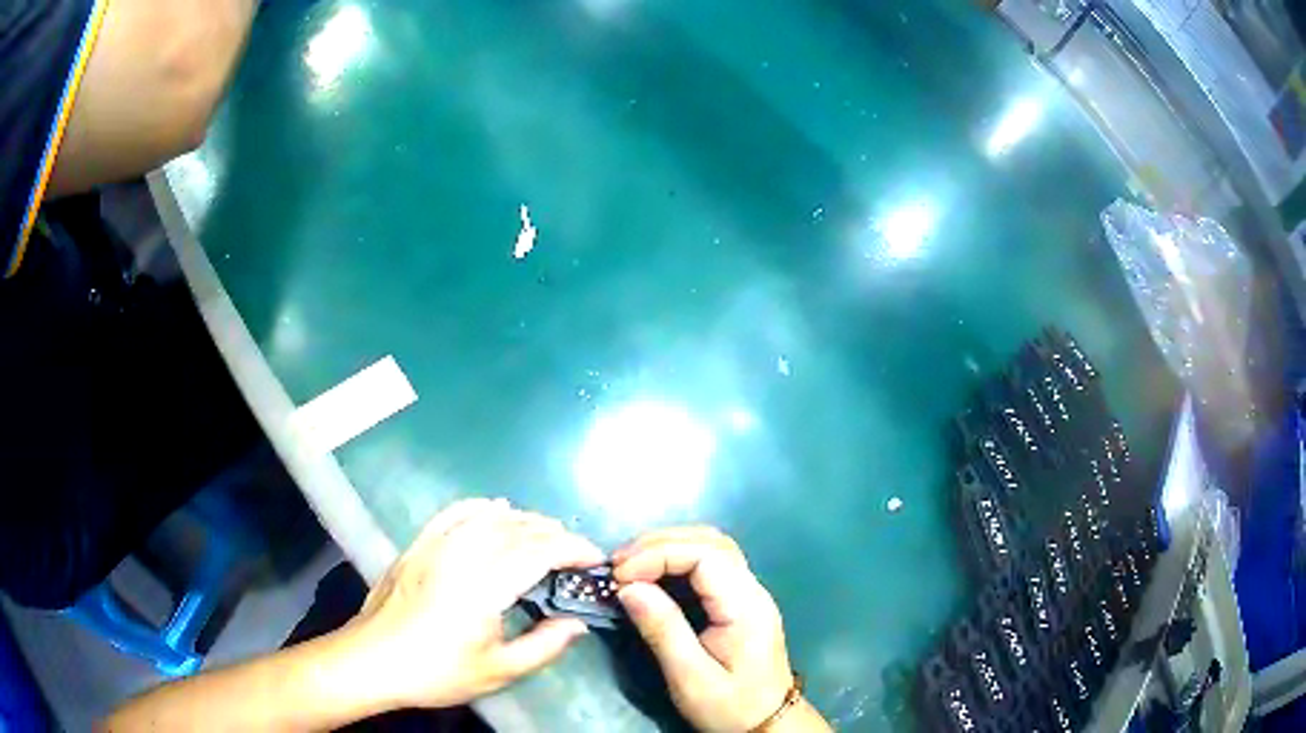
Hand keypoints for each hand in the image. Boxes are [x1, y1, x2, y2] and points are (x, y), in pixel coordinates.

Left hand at [343, 498, 603, 709]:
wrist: (373, 660)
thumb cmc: (437, 671)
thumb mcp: (498, 671)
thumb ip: (544, 646)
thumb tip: (577, 623)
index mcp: (484, 586)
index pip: (538, 551)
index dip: (573, 549)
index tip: (595, 559)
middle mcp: (461, 555)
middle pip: (517, 528)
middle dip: (554, 533)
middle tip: (576, 552)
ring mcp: (435, 545)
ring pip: (488, 516)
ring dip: (524, 519)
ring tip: (545, 533)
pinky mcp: (418, 545)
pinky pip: (454, 512)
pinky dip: (481, 506)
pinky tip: (496, 509)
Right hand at [613, 527, 825, 732]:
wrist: (767, 723)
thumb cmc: (730, 706)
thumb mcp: (691, 677)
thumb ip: (662, 630)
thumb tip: (628, 588)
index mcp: (745, 606)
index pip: (705, 554)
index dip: (658, 554)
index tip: (620, 575)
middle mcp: (752, 590)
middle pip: (709, 541)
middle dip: (659, 545)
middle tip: (618, 566)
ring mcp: (748, 593)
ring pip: (710, 547)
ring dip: (668, 548)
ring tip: (629, 566)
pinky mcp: (739, 602)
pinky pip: (709, 565)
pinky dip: (676, 560)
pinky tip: (652, 575)